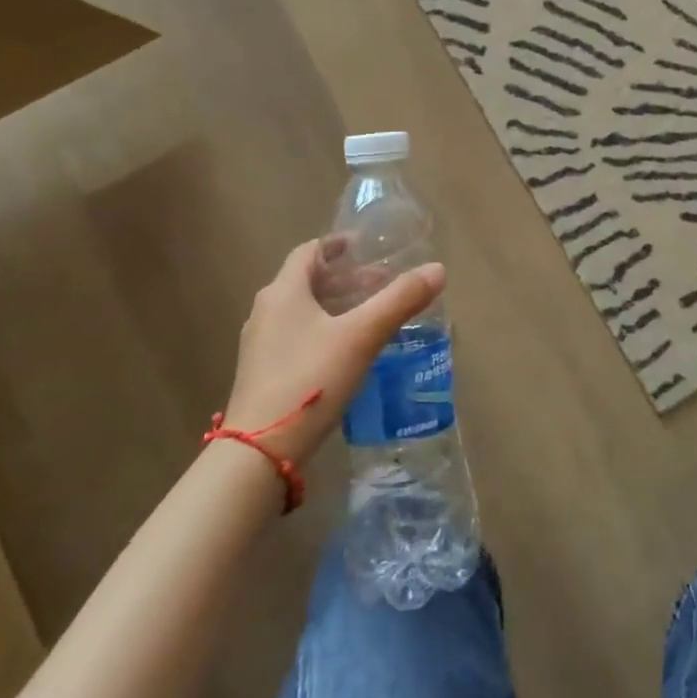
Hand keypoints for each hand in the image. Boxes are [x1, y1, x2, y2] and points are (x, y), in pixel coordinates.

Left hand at [221, 238, 444, 465]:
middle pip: (307, 281)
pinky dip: (325, 330)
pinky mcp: (263, 374)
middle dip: (344, 278)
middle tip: (380, 282)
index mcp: (283, 293)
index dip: (337, 245)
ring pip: (302, 311)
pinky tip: (348, 350)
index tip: (364, 247)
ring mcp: (261, 345)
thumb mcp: (362, 336)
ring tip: (370, 314)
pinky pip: (297, 336)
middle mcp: (266, 312)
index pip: (309, 252)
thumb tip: (438, 269)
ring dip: (335, 305)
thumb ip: (400, 300)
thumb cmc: (310, 379)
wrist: (258, 452)